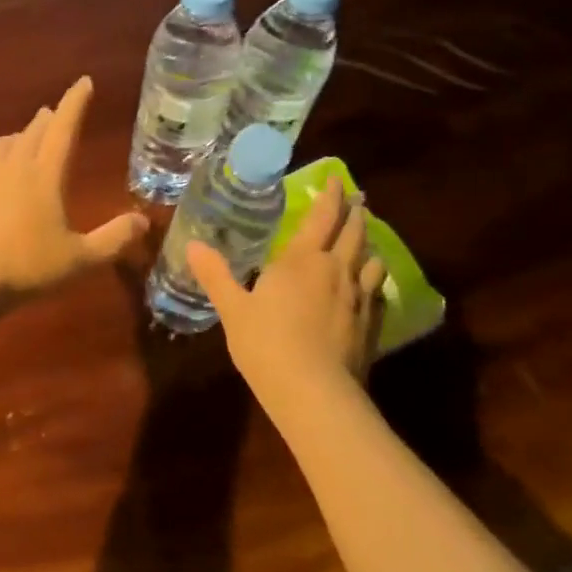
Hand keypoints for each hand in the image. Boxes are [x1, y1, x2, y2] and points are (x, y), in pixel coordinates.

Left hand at [0, 76, 147, 305]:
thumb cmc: (27, 268)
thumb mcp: (80, 259)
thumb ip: (114, 239)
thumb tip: (144, 221)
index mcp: (45, 176)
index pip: (65, 129)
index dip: (75, 103)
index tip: (84, 82)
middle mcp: (12, 167)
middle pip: (31, 134)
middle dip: (45, 121)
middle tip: (51, 113)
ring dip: (12, 140)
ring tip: (17, 140)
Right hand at [187, 177, 386, 394]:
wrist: (314, 392)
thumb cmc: (266, 344)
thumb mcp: (233, 309)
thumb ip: (216, 275)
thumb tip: (193, 244)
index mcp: (302, 260)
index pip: (323, 217)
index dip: (331, 196)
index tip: (337, 179)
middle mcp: (336, 270)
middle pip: (354, 232)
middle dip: (355, 212)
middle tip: (358, 199)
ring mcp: (358, 297)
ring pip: (371, 259)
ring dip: (369, 244)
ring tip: (366, 239)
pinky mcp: (371, 324)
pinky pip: (378, 291)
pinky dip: (374, 280)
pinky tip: (370, 286)